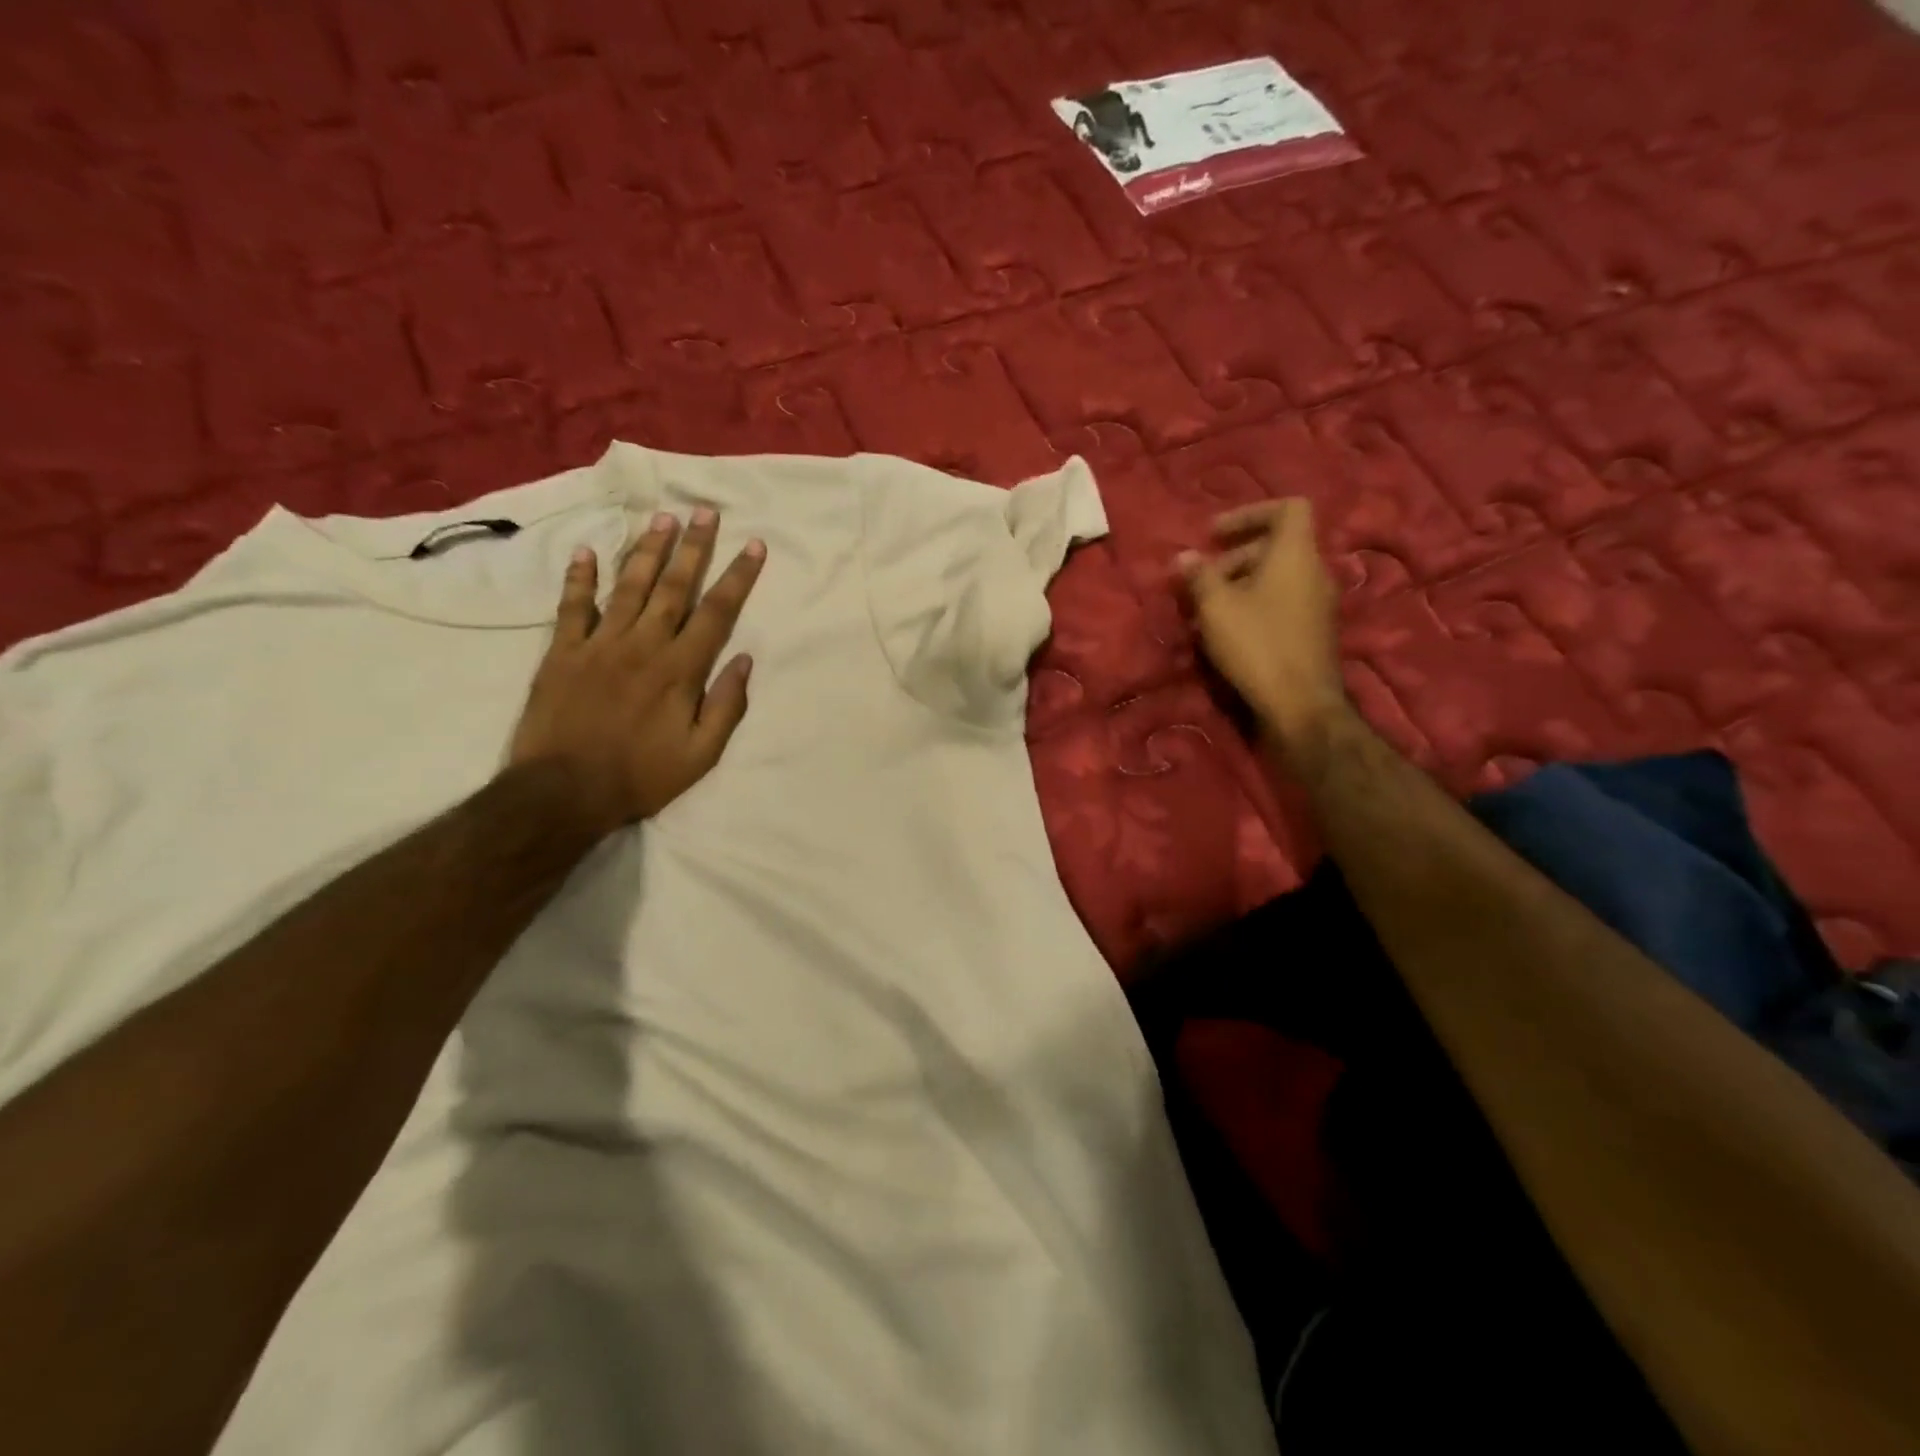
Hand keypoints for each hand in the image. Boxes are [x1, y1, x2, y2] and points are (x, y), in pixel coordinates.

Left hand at [509, 509, 763, 832]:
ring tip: (662, 519)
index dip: (737, 577)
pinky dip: (579, 578)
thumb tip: (746, 661)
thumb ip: (726, 706)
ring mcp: (599, 645)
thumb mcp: (701, 755)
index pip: (716, 613)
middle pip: (674, 587)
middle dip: (694, 547)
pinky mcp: (562, 653)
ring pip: (629, 587)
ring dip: (647, 551)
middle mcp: (643, 645)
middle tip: (705, 511)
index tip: (753, 546)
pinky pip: (573, 607)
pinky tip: (586, 551)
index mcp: (680, 670)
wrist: (562, 792)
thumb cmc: (640, 776)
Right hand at [1177, 498, 1349, 757]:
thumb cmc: (1257, 645)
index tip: (1215, 535)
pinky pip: (1280, 604)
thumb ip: (1198, 577)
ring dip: (1238, 587)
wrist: (1300, 705)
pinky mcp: (1313, 633)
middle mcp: (1314, 572)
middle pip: (1275, 547)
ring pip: (1275, 579)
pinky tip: (1226, 636)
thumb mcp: (1216, 607)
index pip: (1288, 508)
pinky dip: (1253, 608)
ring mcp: (1317, 604)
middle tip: (1201, 581)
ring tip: (1205, 613)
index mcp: (1296, 554)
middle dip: (1233, 559)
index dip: (1250, 513)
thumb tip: (1184, 557)